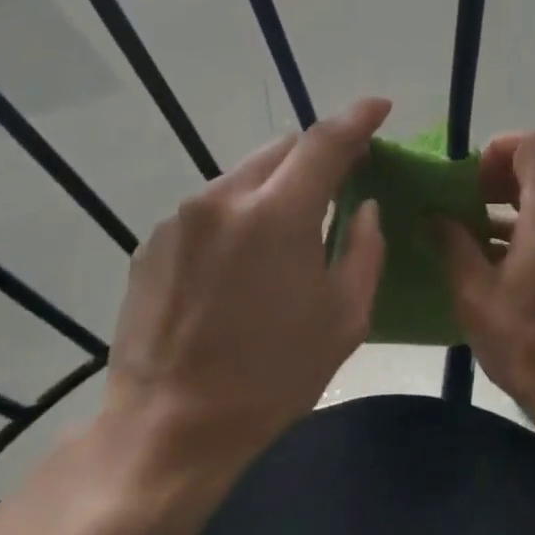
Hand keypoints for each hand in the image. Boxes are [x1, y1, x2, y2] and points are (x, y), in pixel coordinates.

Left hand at [102, 98, 390, 467]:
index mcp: (278, 214)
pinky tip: (240, 262)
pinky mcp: (154, 241)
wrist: (171, 427)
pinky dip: (237, 216)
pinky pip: (209, 208)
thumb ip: (364, 248)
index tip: (379, 107)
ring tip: (287, 230)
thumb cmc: (273, 376)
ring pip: (243, 176)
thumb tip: (364, 208)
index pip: (325, 141)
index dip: (358, 118)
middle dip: (316, 154)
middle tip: (340, 180)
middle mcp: (224, 199)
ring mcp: (181, 217)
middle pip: (281, 148)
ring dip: (275, 187)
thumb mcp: (344, 317)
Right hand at [441, 130, 534, 424]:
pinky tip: (503, 270)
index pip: (534, 145)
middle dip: (497, 184)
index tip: (470, 181)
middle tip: (461, 210)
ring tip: (474, 244)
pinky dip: (532, 237)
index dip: (499, 150)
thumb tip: (434, 217)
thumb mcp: (474, 292)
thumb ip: (453, 244)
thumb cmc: (527, 340)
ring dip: (512, 215)